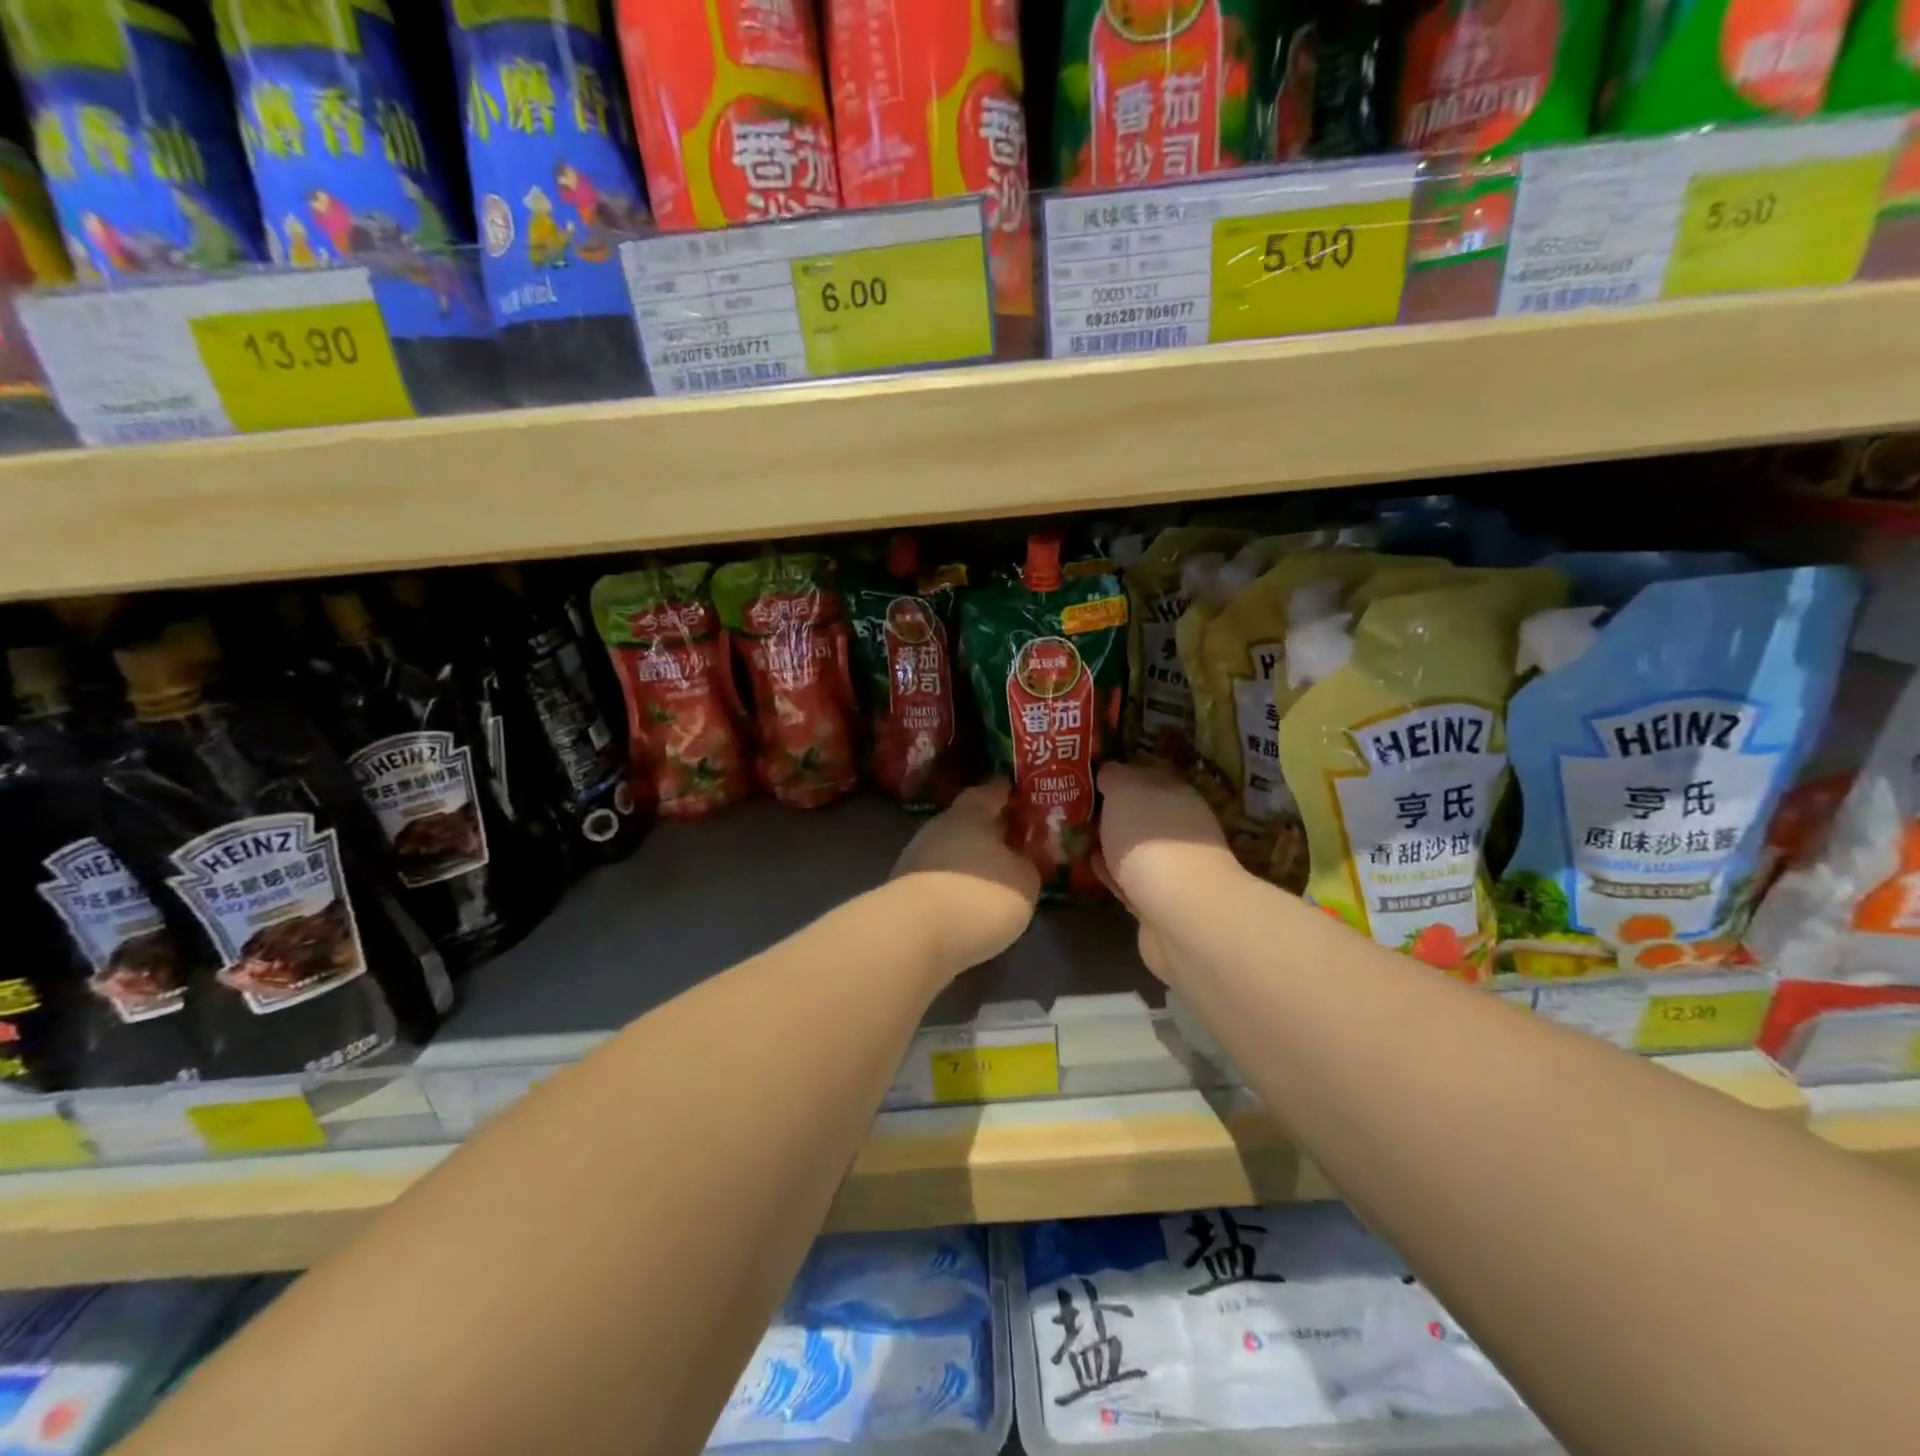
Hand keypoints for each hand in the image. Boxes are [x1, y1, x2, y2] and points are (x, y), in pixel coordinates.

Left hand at [890, 780, 1039, 974]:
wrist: (914, 936)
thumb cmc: (979, 895)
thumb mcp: (1023, 880)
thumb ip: (1025, 864)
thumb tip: (1019, 861)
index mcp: (969, 813)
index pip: (990, 792)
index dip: (1006, 793)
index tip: (1019, 794)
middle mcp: (939, 828)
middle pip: (968, 823)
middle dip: (989, 832)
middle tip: (1014, 842)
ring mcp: (916, 859)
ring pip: (951, 853)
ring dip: (970, 863)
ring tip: (995, 879)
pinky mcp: (904, 892)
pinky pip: (939, 881)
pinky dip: (955, 888)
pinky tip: (970, 905)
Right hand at [1096, 762, 1241, 932]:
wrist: (1179, 911)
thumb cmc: (1150, 839)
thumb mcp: (1125, 791)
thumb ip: (1115, 777)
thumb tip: (1109, 772)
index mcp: (1177, 794)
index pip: (1146, 776)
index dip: (1119, 776)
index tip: (1089, 778)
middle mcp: (1180, 827)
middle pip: (1142, 813)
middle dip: (1115, 812)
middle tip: (1077, 809)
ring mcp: (1172, 867)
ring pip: (1135, 848)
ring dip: (1111, 843)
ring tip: (1079, 837)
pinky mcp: (1158, 902)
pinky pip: (1128, 879)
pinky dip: (1111, 872)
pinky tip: (1091, 866)